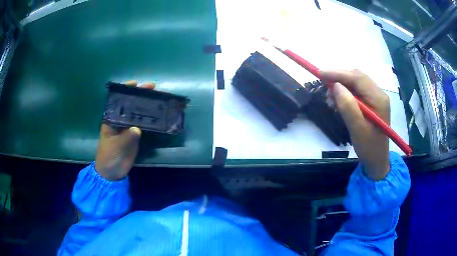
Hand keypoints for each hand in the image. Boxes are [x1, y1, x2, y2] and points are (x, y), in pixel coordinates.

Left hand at [95, 81, 155, 180]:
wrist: (112, 172)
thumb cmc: (109, 157)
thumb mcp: (116, 147)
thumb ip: (126, 137)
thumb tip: (137, 128)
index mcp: (111, 119)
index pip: (118, 101)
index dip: (126, 90)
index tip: (136, 83)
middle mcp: (120, 120)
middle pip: (130, 104)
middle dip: (140, 95)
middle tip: (153, 88)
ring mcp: (128, 128)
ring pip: (137, 113)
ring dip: (146, 105)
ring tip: (158, 98)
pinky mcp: (134, 135)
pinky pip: (143, 124)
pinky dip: (150, 119)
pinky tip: (158, 114)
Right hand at [322, 70, 389, 179]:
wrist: (377, 161)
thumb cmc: (369, 148)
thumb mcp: (357, 130)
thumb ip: (348, 107)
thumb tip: (336, 86)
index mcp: (378, 99)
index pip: (358, 77)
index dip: (338, 73)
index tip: (320, 74)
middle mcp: (378, 94)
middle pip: (357, 77)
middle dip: (339, 79)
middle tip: (325, 90)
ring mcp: (375, 98)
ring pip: (355, 83)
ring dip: (341, 87)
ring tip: (331, 100)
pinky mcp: (371, 103)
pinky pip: (356, 91)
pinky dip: (345, 94)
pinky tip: (339, 103)